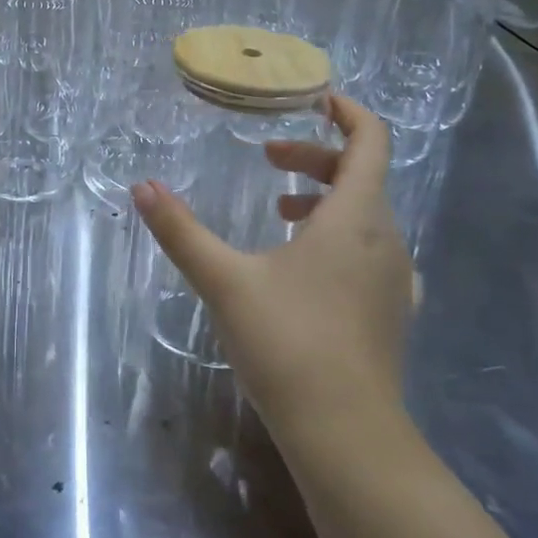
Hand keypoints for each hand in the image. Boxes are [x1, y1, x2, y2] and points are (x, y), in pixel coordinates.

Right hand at [132, 94, 415, 446]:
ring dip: (325, 198)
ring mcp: (395, 280)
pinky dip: (339, 235)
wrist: (347, 437)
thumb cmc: (288, 343)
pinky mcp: (390, 313)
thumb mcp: (224, 280)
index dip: (347, 112)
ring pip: (366, 215)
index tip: (315, 100)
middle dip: (314, 158)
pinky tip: (303, 265)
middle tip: (268, 161)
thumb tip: (142, 187)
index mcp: (356, 217)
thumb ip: (181, 231)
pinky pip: (371, 250)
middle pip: (362, 175)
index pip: (371, 141)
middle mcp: (387, 240)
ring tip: (278, 212)